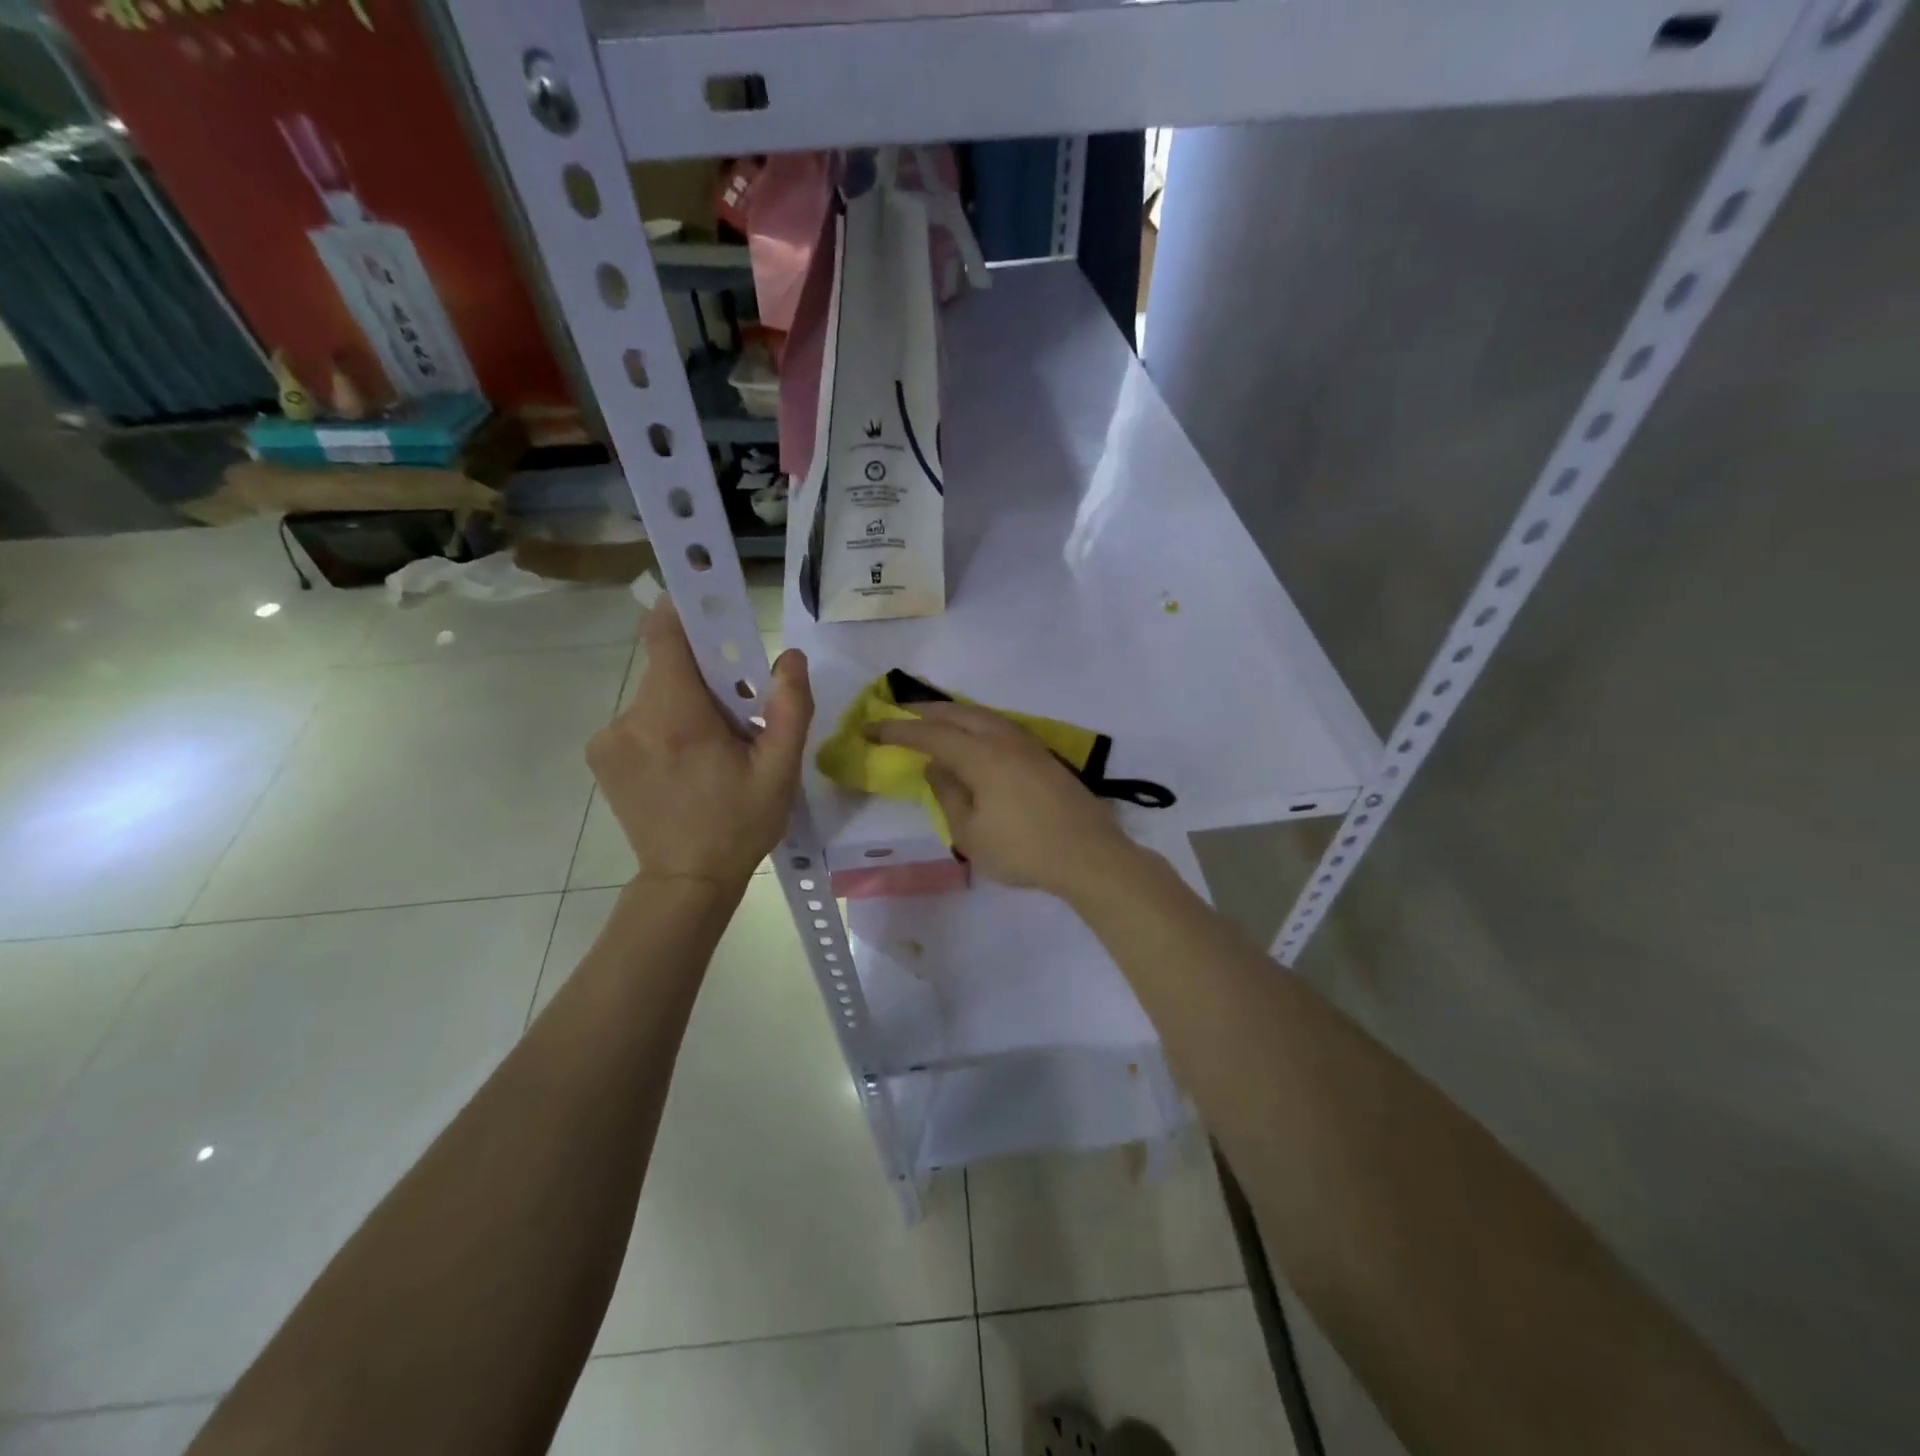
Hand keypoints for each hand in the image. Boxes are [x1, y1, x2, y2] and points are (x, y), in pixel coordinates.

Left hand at [587, 598, 812, 888]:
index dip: (686, 612)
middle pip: (668, 669)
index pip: (665, 636)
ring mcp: (609, 738)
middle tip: (736, 716)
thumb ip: (790, 707)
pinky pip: (639, 720)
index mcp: (678, 718)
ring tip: (710, 752)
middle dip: (704, 679)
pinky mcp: (600, 755)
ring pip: (656, 695)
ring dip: (685, 706)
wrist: (686, 881)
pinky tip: (683, 766)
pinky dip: (664, 727)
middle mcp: (632, 719)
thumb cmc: (740, 824)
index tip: (710, 608)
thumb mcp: (780, 771)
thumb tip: (790, 656)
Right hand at [866, 701, 1136, 899]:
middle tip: (899, 713)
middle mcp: (1003, 739)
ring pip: (983, 715)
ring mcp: (1027, 744)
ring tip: (933, 719)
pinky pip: (999, 726)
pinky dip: (976, 723)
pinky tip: (973, 736)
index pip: (931, 734)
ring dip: (953, 713)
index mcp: (981, 755)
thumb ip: (948, 794)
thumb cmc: (1023, 850)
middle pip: (959, 713)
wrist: (1088, 855)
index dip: (898, 731)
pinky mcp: (1043, 756)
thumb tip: (935, 766)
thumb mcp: (970, 833)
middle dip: (926, 711)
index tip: (871, 729)